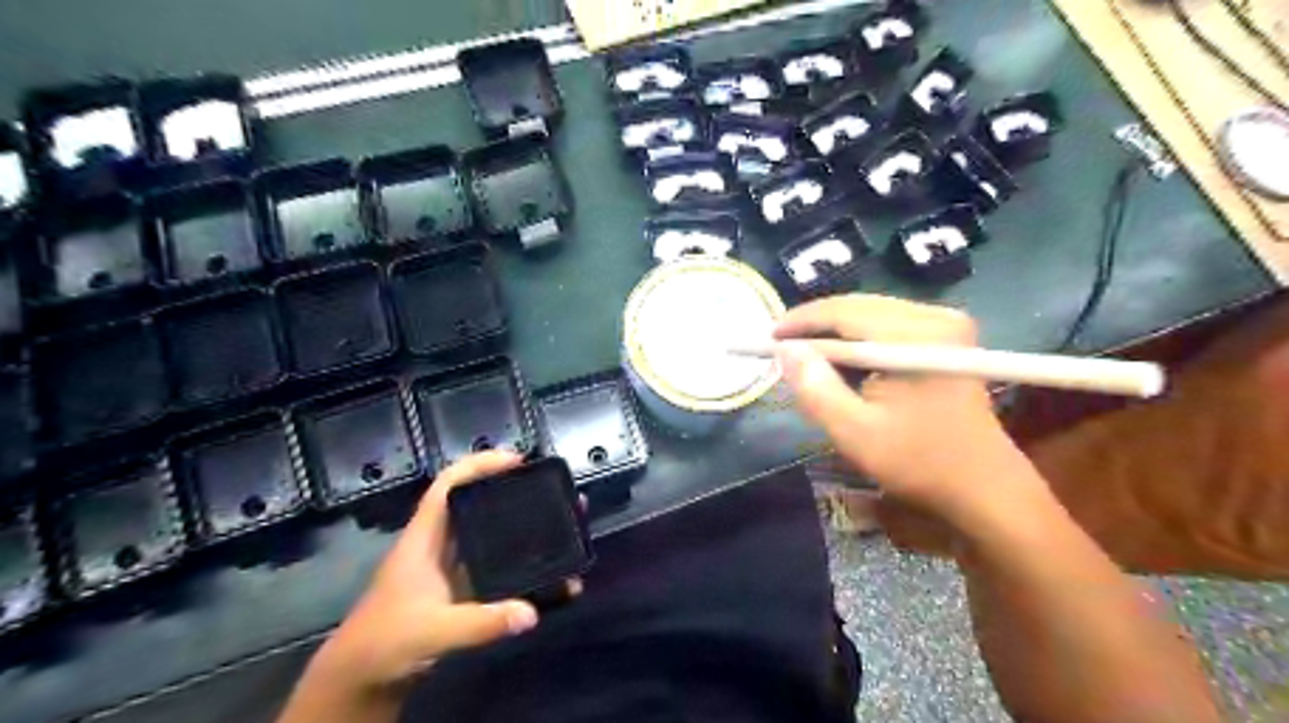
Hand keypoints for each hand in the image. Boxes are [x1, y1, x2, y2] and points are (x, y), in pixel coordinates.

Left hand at [320, 452, 545, 695]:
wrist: (360, 679)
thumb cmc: (384, 643)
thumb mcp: (433, 631)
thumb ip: (481, 623)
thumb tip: (531, 613)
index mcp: (424, 538)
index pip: (448, 485)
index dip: (479, 464)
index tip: (516, 460)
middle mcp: (438, 545)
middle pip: (475, 503)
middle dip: (509, 491)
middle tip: (548, 490)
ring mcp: (448, 567)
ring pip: (487, 533)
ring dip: (518, 526)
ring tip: (554, 523)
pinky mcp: (458, 589)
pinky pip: (494, 565)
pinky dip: (518, 563)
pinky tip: (543, 571)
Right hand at [776, 298, 1045, 527]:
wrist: (983, 486)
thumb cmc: (918, 462)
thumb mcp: (854, 432)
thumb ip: (815, 388)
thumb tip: (785, 350)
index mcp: (916, 337)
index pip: (844, 311)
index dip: (801, 321)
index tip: (768, 337)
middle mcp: (935, 317)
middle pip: (859, 306)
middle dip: (817, 325)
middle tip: (782, 347)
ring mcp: (946, 324)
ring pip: (872, 314)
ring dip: (836, 333)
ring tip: (806, 356)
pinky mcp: (948, 337)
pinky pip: (888, 325)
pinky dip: (859, 340)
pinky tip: (843, 362)